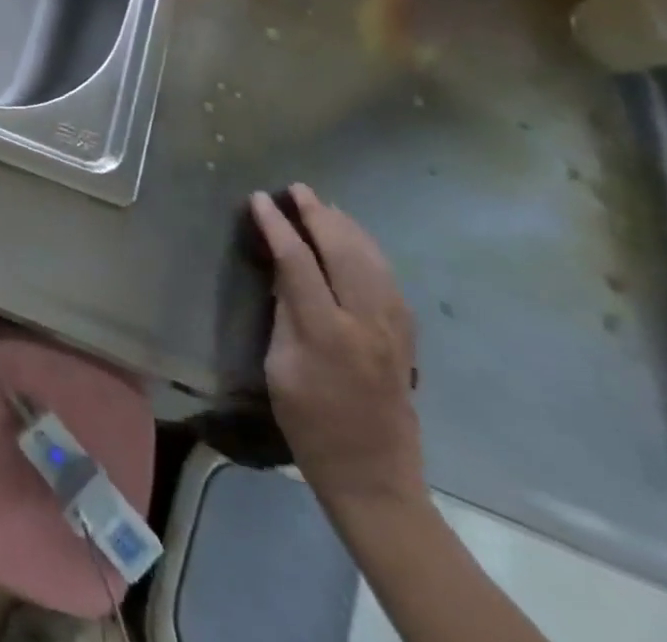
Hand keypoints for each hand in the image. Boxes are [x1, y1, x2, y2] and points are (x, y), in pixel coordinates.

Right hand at [250, 184, 425, 515]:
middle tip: (297, 189)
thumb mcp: (279, 368)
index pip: (298, 261)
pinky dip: (372, 254)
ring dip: (348, 228)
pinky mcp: (406, 340)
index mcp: (326, 331)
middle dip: (318, 215)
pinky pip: (390, 282)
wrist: (373, 478)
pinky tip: (359, 244)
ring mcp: (393, 331)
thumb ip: (284, 314)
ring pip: (373, 262)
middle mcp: (365, 323)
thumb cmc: (310, 426)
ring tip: (326, 205)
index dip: (277, 226)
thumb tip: (284, 273)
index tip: (259, 200)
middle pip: (343, 252)